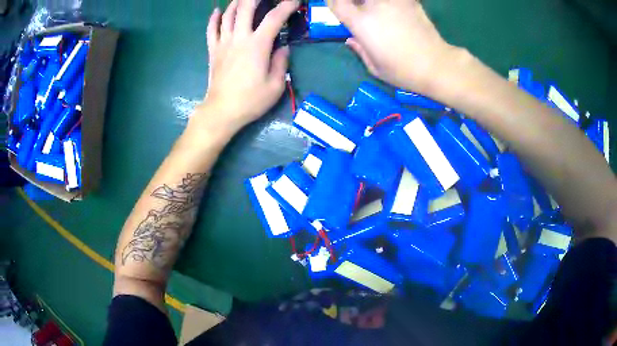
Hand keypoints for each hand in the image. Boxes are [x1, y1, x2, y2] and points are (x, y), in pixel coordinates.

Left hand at [190, 0, 298, 138]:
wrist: (221, 111)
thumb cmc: (250, 100)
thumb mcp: (275, 85)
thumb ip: (281, 62)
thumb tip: (283, 47)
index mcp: (257, 45)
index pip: (274, 18)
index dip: (287, 6)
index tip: (294, 1)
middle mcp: (239, 38)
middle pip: (245, 8)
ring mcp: (223, 43)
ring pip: (227, 15)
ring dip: (236, 2)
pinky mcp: (213, 50)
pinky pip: (211, 30)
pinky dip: (213, 18)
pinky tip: (216, 11)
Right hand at [329, 0, 460, 94]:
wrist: (436, 65)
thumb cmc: (403, 70)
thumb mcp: (375, 67)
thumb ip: (359, 49)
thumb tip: (351, 39)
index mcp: (361, 23)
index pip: (336, 2)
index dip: (333, 2)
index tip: (337, 6)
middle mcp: (375, 6)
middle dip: (354, 2)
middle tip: (358, 9)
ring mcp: (394, 1)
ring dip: (373, 3)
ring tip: (376, 11)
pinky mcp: (410, 1)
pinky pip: (396, 0)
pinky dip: (390, 4)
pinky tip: (392, 11)